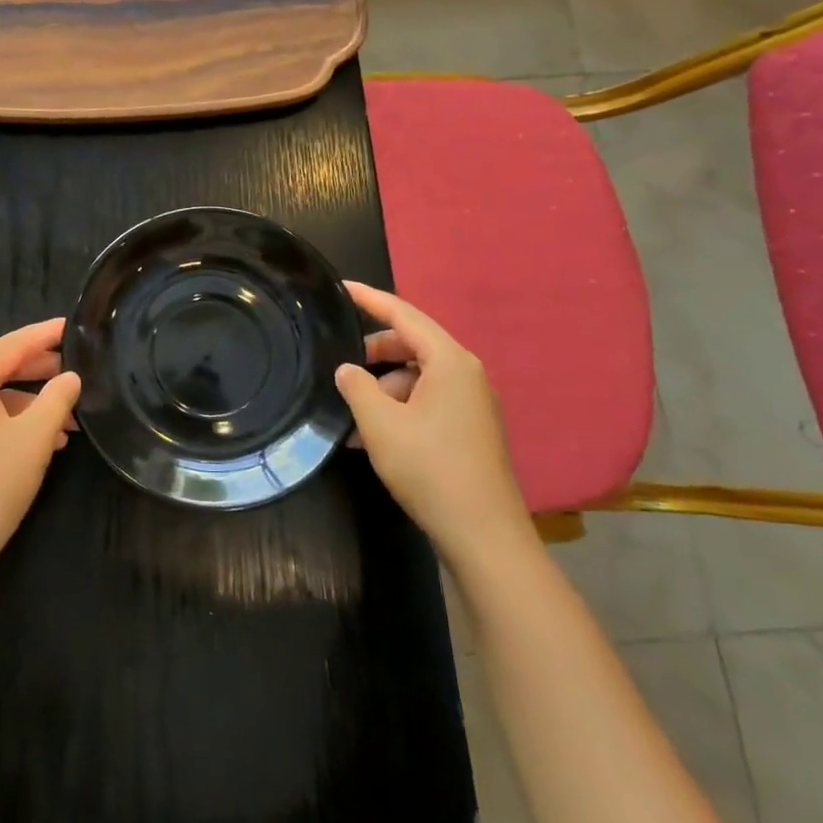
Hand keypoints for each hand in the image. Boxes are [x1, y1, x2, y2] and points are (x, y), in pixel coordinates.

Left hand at [0, 318, 81, 582]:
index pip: (12, 344)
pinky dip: (14, 421)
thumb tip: (71, 377)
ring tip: (71, 415)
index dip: (46, 334)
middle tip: (81, 367)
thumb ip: (57, 399)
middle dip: (42, 369)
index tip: (75, 325)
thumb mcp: (34, 439)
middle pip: (1, 366)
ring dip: (32, 401)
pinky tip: (45, 440)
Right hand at [335, 282, 534, 572]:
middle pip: (411, 345)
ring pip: (417, 377)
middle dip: (373, 352)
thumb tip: (347, 370)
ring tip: (350, 414)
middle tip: (339, 363)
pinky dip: (398, 409)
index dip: (369, 298)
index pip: (404, 314)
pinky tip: (370, 437)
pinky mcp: (469, 430)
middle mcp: (466, 374)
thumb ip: (356, 386)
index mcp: (450, 361)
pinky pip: (427, 402)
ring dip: (382, 388)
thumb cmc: (430, 468)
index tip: (341, 287)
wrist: (483, 535)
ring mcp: (471, 403)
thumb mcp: (380, 423)